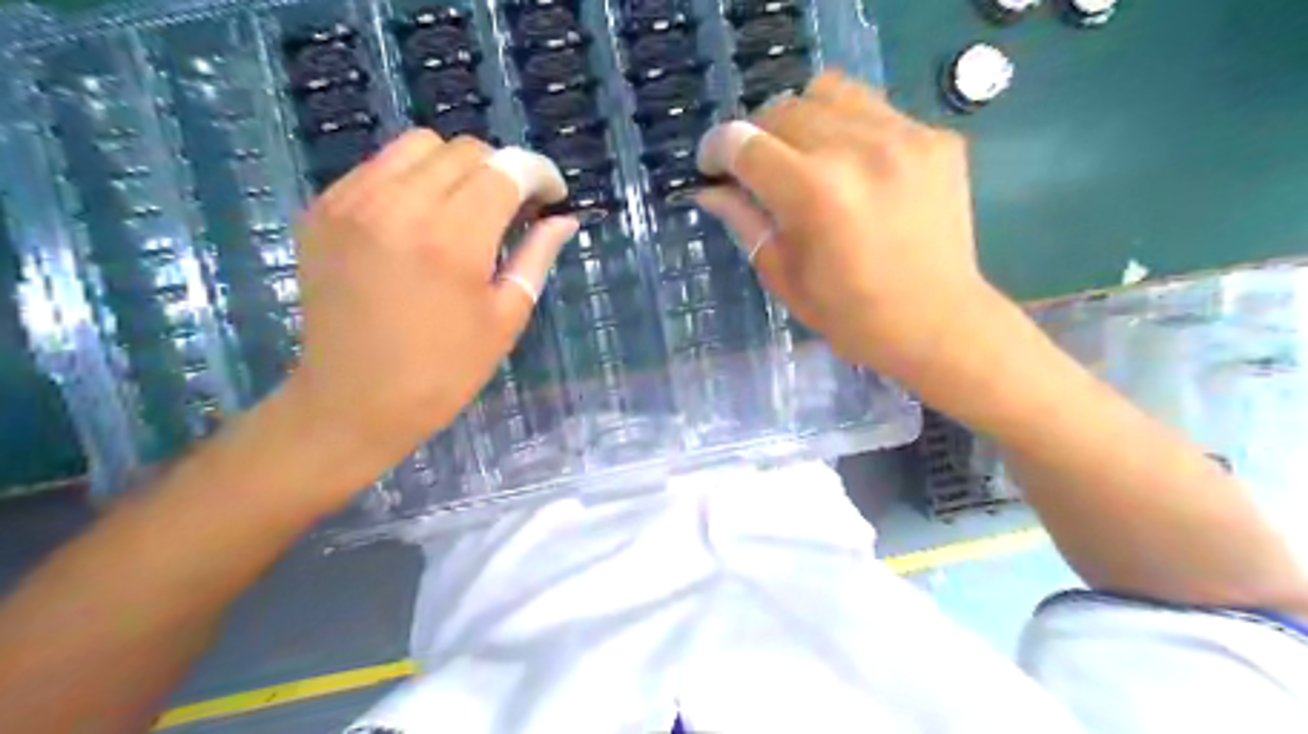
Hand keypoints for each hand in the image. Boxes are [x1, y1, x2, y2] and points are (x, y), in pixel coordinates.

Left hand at [281, 130, 576, 472]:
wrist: (353, 401)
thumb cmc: (444, 371)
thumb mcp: (505, 318)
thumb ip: (536, 257)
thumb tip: (564, 219)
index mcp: (453, 240)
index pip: (507, 169)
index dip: (540, 173)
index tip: (554, 195)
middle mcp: (399, 205)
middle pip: (465, 150)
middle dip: (502, 170)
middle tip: (513, 209)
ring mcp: (351, 202)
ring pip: (418, 145)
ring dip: (456, 167)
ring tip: (467, 207)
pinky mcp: (322, 210)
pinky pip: (378, 166)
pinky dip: (411, 177)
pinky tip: (421, 217)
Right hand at [699, 69, 996, 394]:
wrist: (937, 323)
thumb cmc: (851, 315)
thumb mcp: (784, 276)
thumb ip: (745, 222)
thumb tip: (710, 190)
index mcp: (813, 193)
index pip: (742, 141)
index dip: (716, 149)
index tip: (713, 167)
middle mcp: (857, 149)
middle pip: (782, 108)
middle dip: (757, 137)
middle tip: (761, 172)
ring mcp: (904, 136)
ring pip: (829, 91)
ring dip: (803, 120)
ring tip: (808, 158)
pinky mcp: (935, 138)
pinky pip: (874, 109)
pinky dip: (850, 129)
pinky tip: (857, 168)